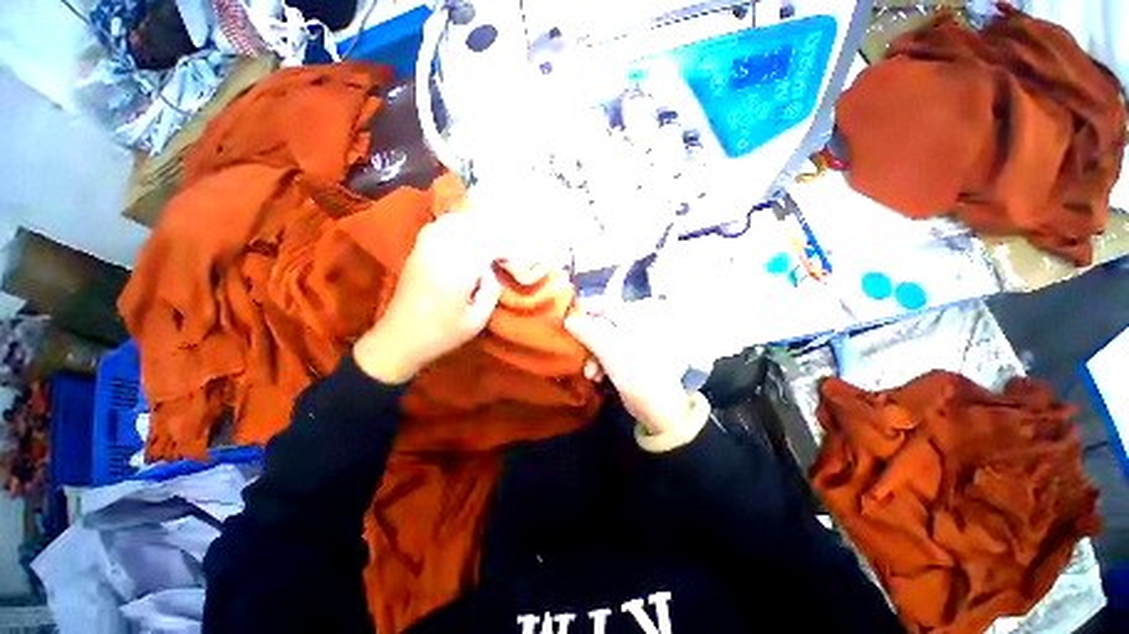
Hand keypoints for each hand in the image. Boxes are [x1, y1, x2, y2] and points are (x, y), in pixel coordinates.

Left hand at [354, 212, 503, 382]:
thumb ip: (491, 292)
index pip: (486, 246)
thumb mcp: (477, 320)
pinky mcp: (415, 254)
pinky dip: (452, 226)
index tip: (512, 257)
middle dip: (490, 232)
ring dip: (470, 225)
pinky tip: (461, 236)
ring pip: (450, 223)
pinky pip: (435, 228)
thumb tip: (493, 270)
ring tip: (485, 235)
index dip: (503, 247)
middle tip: (502, 244)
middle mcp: (439, 255)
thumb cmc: (442, 334)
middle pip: (469, 227)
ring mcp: (424, 251)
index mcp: (457, 273)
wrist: (400, 339)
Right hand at [565, 307, 700, 435]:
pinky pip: (608, 353)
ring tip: (591, 376)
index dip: (588, 311)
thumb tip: (568, 320)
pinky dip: (600, 363)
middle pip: (603, 325)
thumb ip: (592, 338)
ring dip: (593, 356)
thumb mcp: (614, 359)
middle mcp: (635, 329)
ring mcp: (632, 345)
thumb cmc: (642, 383)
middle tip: (580, 357)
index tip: (570, 321)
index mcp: (637, 323)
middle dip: (589, 343)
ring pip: (604, 341)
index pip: (608, 306)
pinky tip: (597, 378)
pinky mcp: (629, 359)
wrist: (663, 414)